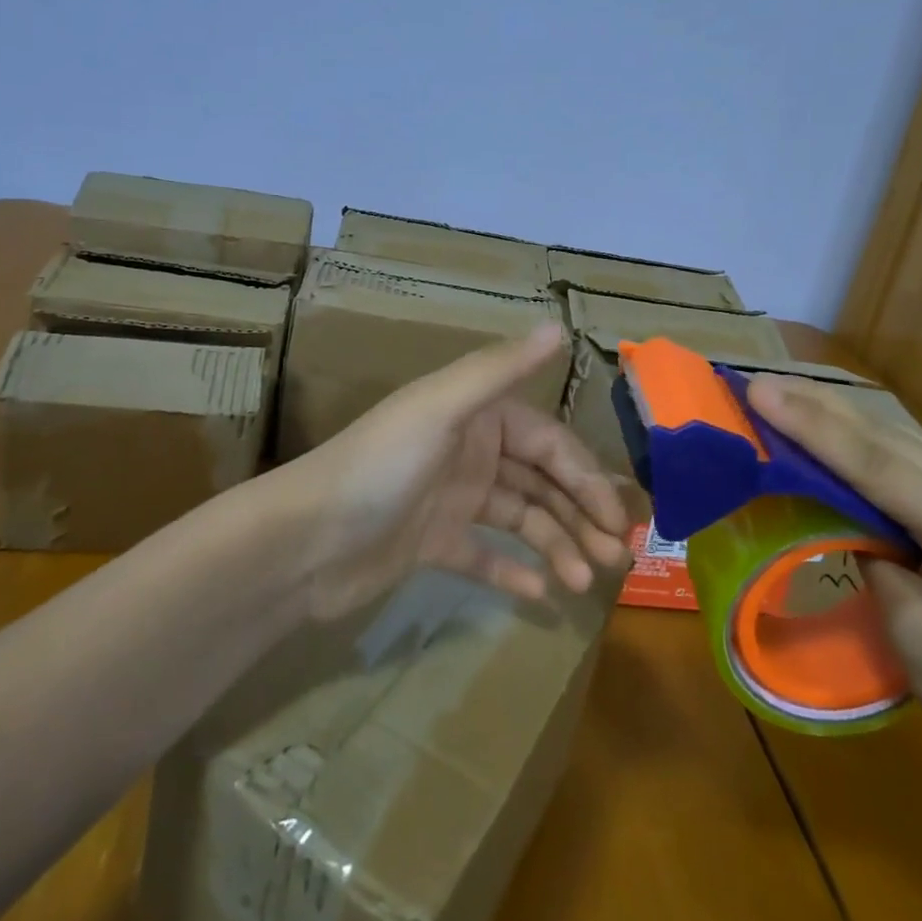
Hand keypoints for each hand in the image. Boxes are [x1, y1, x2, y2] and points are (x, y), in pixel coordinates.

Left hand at [275, 324, 631, 619]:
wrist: (304, 540)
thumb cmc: (380, 466)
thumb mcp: (441, 408)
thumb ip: (500, 369)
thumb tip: (558, 325)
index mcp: (475, 415)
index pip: (548, 442)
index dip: (586, 477)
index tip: (617, 519)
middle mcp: (468, 450)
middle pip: (540, 481)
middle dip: (579, 514)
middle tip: (613, 559)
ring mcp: (450, 499)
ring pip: (519, 518)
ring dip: (553, 546)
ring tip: (581, 583)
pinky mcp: (431, 544)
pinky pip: (483, 554)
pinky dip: (510, 570)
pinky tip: (539, 595)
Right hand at [748, 375, 921, 798]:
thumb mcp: (912, 631)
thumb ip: (870, 552)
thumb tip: (837, 512)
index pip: (874, 464)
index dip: (810, 425)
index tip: (758, 391)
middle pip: (888, 440)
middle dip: (818, 406)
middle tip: (758, 381)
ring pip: (901, 444)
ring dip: (839, 418)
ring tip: (785, 393)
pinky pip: (914, 465)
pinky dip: (866, 444)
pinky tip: (837, 429)